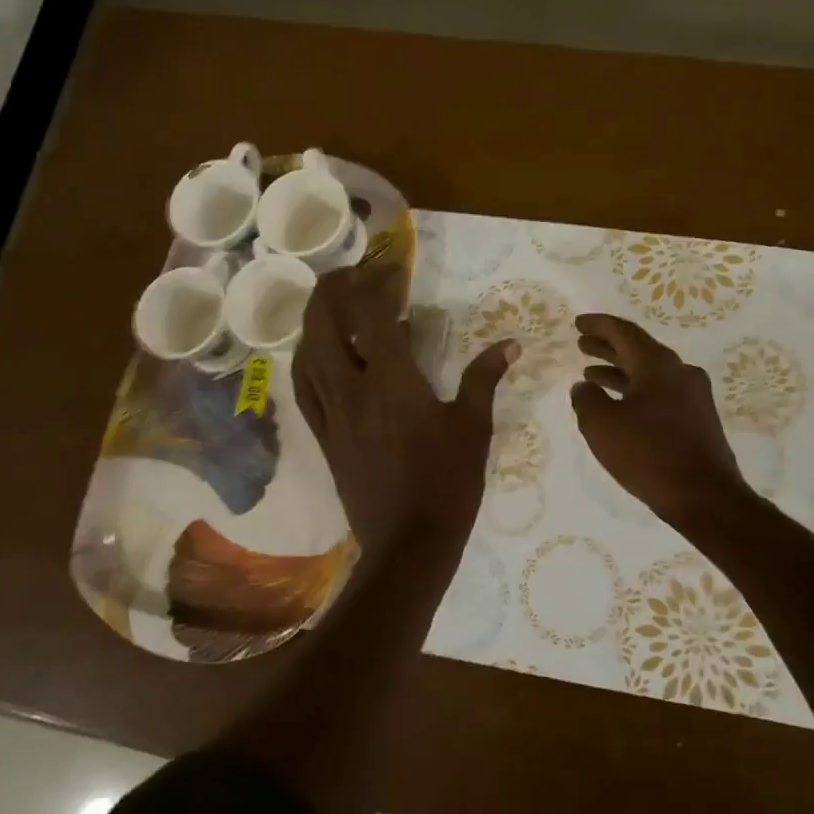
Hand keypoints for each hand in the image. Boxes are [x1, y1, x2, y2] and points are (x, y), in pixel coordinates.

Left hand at [296, 263, 516, 558]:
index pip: (371, 313)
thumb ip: (485, 378)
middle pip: (322, 323)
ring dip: (315, 321)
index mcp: (392, 380)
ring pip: (306, 352)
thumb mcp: (474, 427)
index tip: (393, 270)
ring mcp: (330, 414)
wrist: (408, 544)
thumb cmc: (448, 483)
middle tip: (353, 277)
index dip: (376, 282)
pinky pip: (303, 387)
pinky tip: (319, 355)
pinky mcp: (323, 437)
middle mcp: (351, 389)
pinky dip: (307, 359)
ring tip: (335, 307)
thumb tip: (510, 344)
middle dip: (332, 290)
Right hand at [571, 313, 748, 529]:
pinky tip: (620, 406)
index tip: (578, 323)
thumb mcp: (602, 425)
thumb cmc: (649, 454)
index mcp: (658, 364)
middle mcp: (680, 372)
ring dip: (619, 371)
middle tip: (581, 345)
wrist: (705, 497)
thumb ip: (586, 400)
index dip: (598, 325)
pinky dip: (636, 391)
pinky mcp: (698, 419)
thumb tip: (583, 387)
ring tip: (591, 376)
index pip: (623, 332)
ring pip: (650, 373)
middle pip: (638, 350)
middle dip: (607, 347)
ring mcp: (693, 396)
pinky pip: (660, 393)